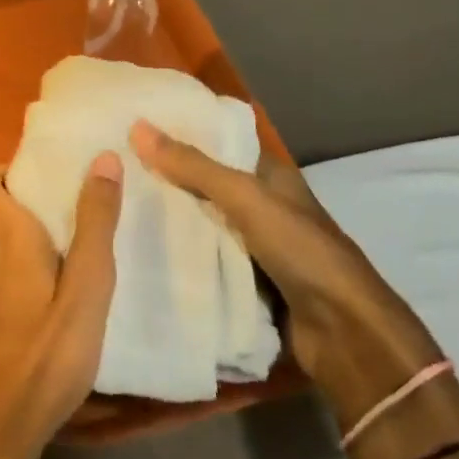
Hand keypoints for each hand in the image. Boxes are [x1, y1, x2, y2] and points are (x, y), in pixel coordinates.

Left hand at [0, 153, 122, 458]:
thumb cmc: (46, 357)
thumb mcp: (86, 290)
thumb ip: (94, 224)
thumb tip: (102, 158)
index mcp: (5, 238)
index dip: (4, 170)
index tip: (41, 176)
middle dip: (23, 207)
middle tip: (67, 217)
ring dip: (17, 248)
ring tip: (59, 262)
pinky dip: (8, 283)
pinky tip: (36, 312)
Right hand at [128, 120, 439, 425]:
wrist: (344, 332)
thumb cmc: (300, 250)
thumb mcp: (246, 198)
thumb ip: (194, 166)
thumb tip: (138, 126)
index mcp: (270, 176)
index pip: (219, 143)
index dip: (182, 133)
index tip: (134, 128)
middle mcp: (262, 205)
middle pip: (207, 184)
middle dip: (167, 178)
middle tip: (114, 168)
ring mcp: (255, 246)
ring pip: (204, 224)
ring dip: (171, 220)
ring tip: (117, 206)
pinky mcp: (246, 281)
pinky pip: (206, 260)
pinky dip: (181, 256)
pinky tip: (141, 250)